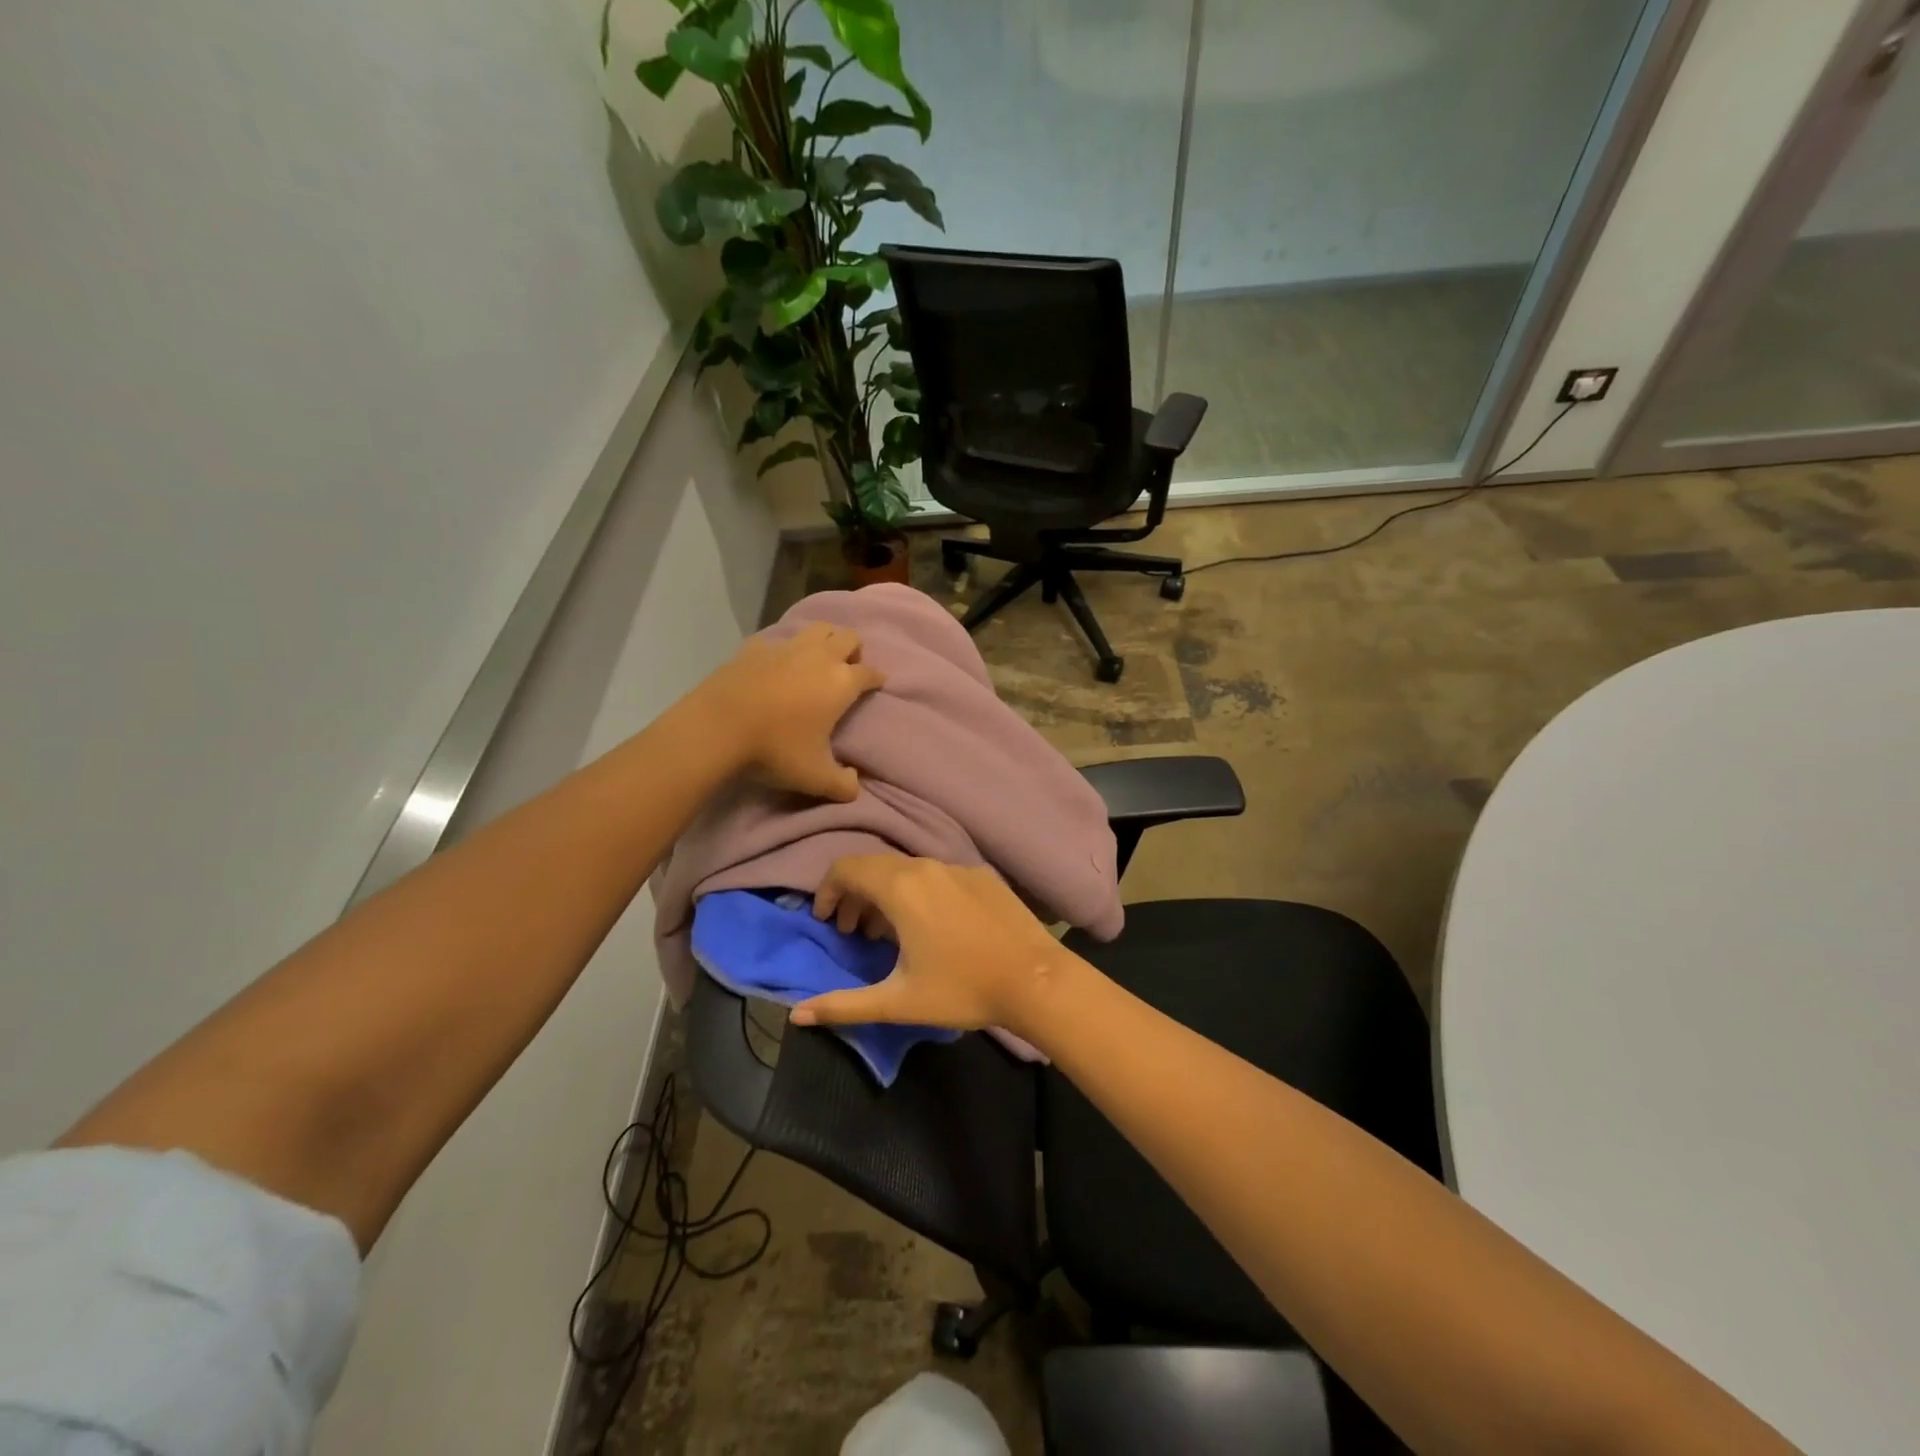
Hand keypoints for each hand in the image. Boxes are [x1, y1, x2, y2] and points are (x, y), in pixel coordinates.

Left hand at [695, 623, 883, 801]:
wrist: (718, 727)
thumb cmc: (776, 749)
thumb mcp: (815, 777)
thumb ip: (842, 785)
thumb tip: (855, 786)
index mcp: (841, 683)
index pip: (870, 672)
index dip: (877, 679)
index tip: (877, 684)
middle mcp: (819, 657)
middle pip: (848, 637)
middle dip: (854, 650)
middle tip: (847, 669)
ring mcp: (786, 647)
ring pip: (818, 629)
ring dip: (825, 639)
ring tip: (818, 660)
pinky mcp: (755, 647)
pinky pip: (779, 640)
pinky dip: (785, 649)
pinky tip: (777, 665)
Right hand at [790, 855, 1076, 1035]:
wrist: (1036, 980)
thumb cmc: (963, 989)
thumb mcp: (898, 1001)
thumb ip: (843, 1005)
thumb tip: (796, 1015)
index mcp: (900, 887)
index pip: (846, 868)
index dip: (827, 891)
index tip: (827, 921)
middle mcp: (926, 866)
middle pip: (874, 866)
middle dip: (855, 895)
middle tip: (852, 932)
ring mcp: (958, 867)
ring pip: (907, 870)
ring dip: (885, 894)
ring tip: (886, 934)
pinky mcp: (982, 876)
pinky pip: (936, 875)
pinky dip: (918, 893)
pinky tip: (931, 928)